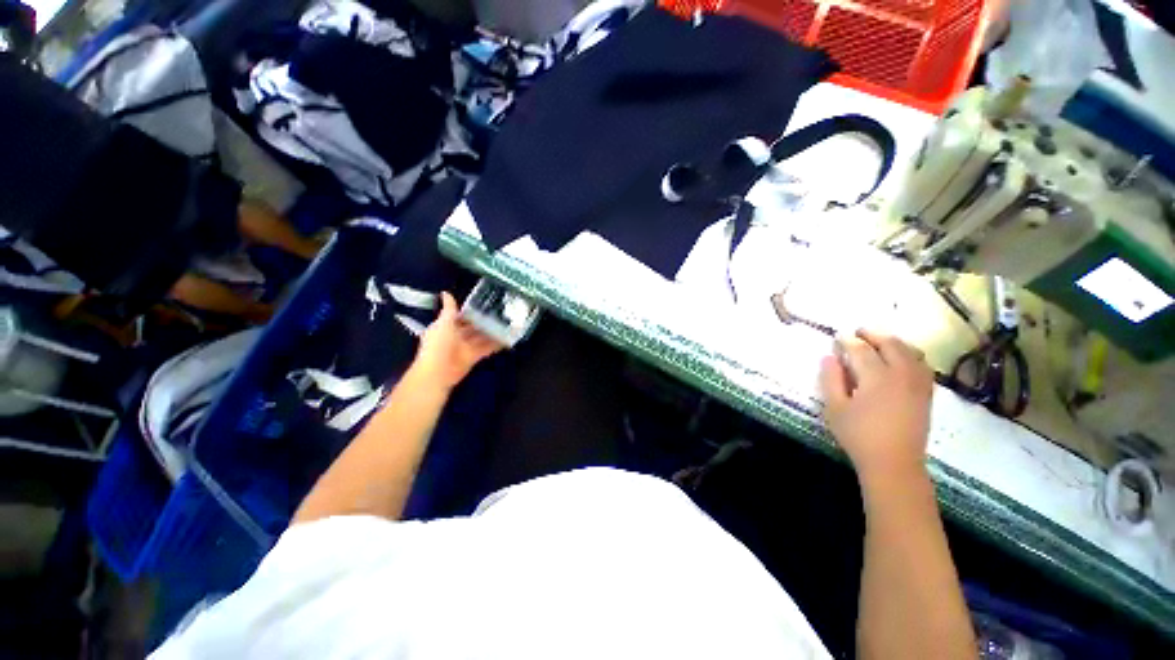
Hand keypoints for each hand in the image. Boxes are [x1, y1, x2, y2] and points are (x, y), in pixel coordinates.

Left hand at [410, 292, 503, 390]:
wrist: (438, 371)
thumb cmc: (439, 344)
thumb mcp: (443, 323)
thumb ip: (449, 309)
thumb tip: (446, 292)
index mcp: (446, 326)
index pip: (460, 317)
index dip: (471, 311)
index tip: (485, 303)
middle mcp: (456, 336)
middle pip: (472, 327)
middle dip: (484, 321)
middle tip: (501, 313)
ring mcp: (465, 347)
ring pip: (481, 338)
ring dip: (492, 333)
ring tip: (507, 324)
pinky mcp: (474, 357)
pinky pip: (486, 349)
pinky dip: (495, 345)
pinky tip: (506, 339)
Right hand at [819, 329, 933, 484]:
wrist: (894, 463)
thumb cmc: (858, 435)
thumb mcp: (834, 408)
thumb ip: (830, 379)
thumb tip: (829, 357)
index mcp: (876, 378)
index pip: (861, 350)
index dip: (848, 341)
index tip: (837, 337)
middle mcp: (901, 375)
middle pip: (890, 344)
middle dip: (873, 334)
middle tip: (858, 332)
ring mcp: (918, 384)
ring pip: (910, 351)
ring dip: (893, 342)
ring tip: (879, 341)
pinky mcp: (926, 394)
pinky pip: (922, 364)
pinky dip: (910, 355)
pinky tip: (901, 358)